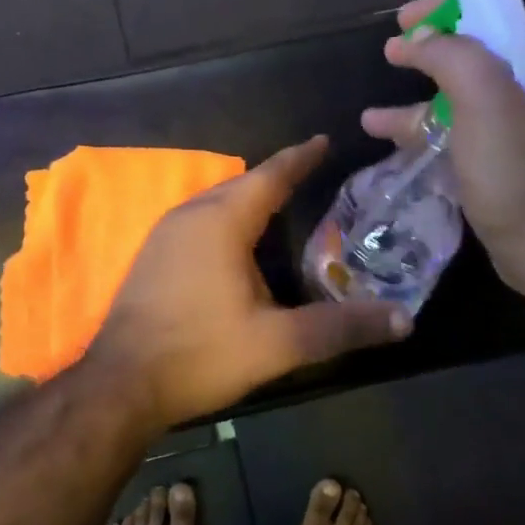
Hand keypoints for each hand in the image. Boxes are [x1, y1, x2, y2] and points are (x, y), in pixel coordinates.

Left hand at [87, 136, 410, 429]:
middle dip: (276, 178)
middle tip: (311, 175)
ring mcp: (164, 234)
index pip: (270, 176)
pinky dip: (226, 220)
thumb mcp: (278, 344)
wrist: (121, 384)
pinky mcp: (152, 256)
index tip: (324, 141)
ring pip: (216, 203)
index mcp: (221, 221)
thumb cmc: (201, 354)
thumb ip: (341, 328)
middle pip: (242, 185)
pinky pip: (198, 221)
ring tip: (280, 205)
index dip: (300, 158)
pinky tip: (237, 245)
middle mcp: (190, 215)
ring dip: (248, 200)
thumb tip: (404, 319)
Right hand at [362, 0, 524, 298]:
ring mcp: (519, 134)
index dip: (451, 9)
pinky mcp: (502, 167)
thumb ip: (456, 58)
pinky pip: (459, 136)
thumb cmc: (521, 177)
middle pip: (477, 57)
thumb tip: (422, 39)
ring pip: (462, 101)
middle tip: (390, 49)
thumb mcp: (488, 104)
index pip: (497, 18)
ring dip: (418, 101)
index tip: (405, 17)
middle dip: (430, 52)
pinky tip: (389, 142)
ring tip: (373, 115)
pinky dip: (425, 134)